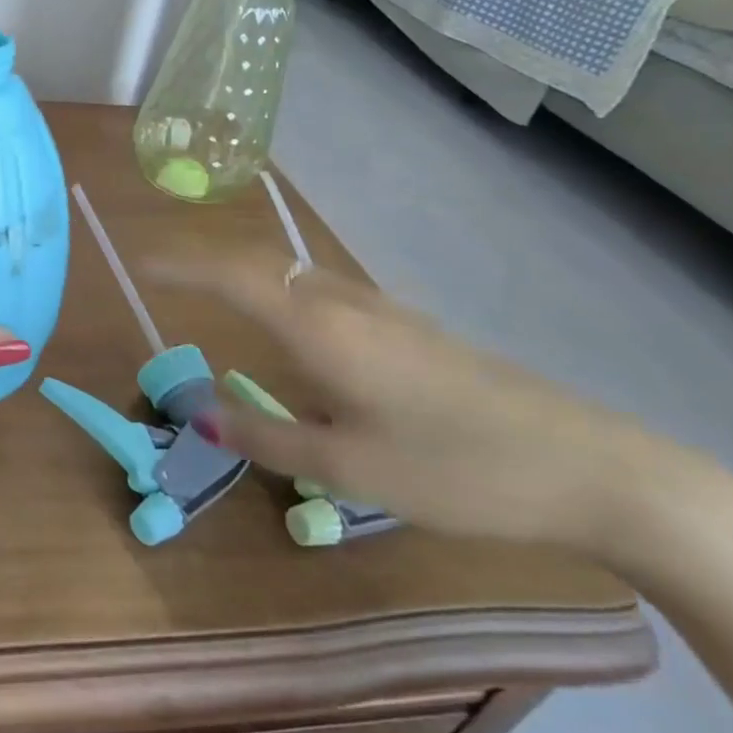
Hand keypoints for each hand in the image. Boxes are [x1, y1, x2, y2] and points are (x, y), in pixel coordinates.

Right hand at [149, 248, 691, 552]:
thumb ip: (265, 436)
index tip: (140, 262)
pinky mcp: (410, 327)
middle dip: (207, 262)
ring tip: (215, 295)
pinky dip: (283, 292)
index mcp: (320, 328)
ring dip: (247, 274)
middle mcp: (344, 303)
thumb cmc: (455, 469)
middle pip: (260, 262)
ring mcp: (383, 309)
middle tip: (168, 278)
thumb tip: (201, 416)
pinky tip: (293, 330)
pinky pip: (324, 292)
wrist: (592, 469)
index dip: (181, 264)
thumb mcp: (348, 468)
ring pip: (295, 274)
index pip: (231, 274)